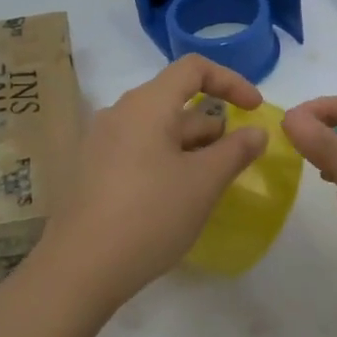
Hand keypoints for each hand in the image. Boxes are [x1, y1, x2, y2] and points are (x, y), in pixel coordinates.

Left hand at [33, 56, 268, 308]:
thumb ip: (235, 151)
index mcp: (146, 105)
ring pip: (156, 130)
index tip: (255, 109)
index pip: (193, 68)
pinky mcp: (90, 170)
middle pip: (174, 101)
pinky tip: (174, 199)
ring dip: (190, 148)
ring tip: (207, 186)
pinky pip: (137, 150)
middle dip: (211, 126)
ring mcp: (99, 142)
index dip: (230, 81)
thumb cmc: (150, 216)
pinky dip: (165, 161)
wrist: (80, 268)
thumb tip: (256, 132)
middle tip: (233, 163)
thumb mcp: (203, 183)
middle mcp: (118, 113)